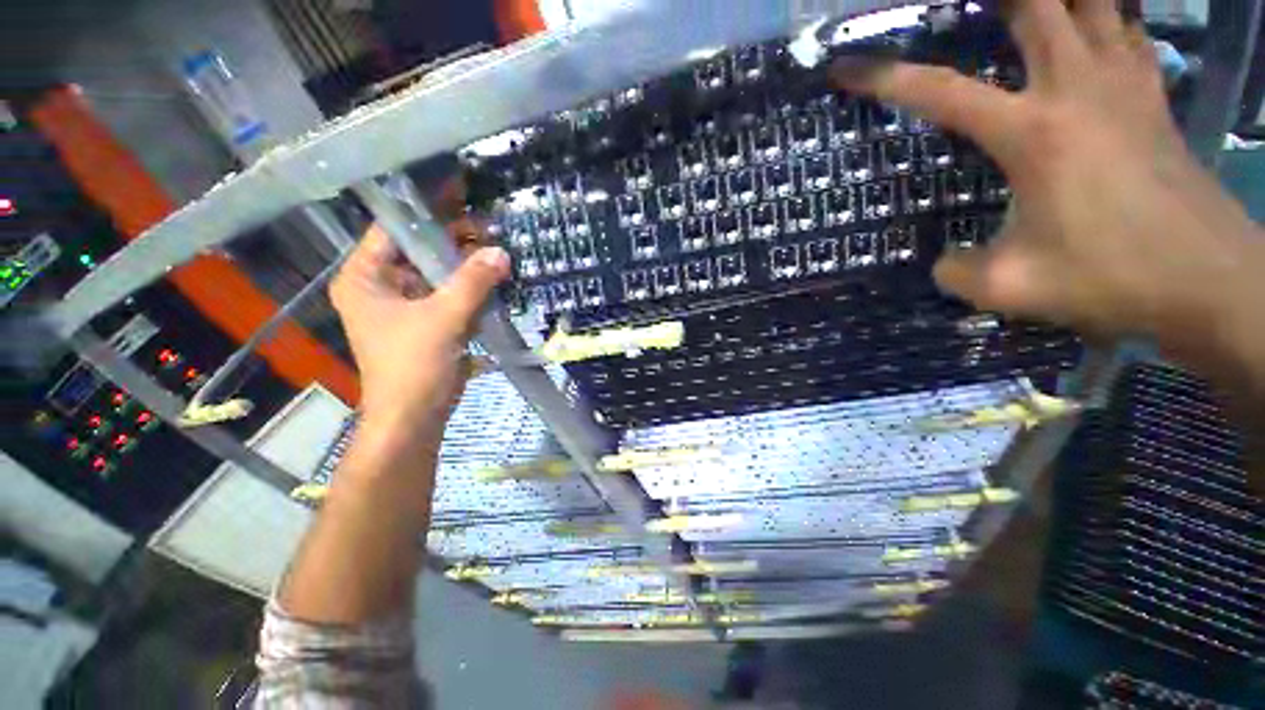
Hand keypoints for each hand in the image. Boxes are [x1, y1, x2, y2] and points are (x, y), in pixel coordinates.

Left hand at [329, 225, 510, 450]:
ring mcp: (404, 305)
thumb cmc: (414, 366)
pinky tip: (492, 277)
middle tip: (490, 225)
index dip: (425, 210)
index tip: (462, 195)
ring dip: (464, 264)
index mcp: (365, 277)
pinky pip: (447, 293)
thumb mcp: (445, 318)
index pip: (392, 228)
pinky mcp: (425, 321)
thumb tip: (501, 252)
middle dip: (454, 240)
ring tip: (496, 247)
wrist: (415, 417)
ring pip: (436, 272)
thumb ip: (473, 282)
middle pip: (418, 249)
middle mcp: (380, 285)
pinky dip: (468, 287)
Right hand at [832, 0, 1258, 343]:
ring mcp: (1122, 84)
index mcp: (1032, 132)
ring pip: (1091, 1)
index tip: (844, 69)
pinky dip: (1105, 14)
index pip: (939, 92)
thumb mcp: (1009, 288)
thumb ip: (958, 271)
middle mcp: (1075, 88)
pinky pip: (1127, 28)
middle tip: (958, 8)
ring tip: (1028, 8)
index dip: (884, 78)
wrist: (1208, 281)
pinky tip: (1090, 22)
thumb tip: (945, 261)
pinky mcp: (1151, 95)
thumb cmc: (1109, 278)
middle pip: (1035, 3)